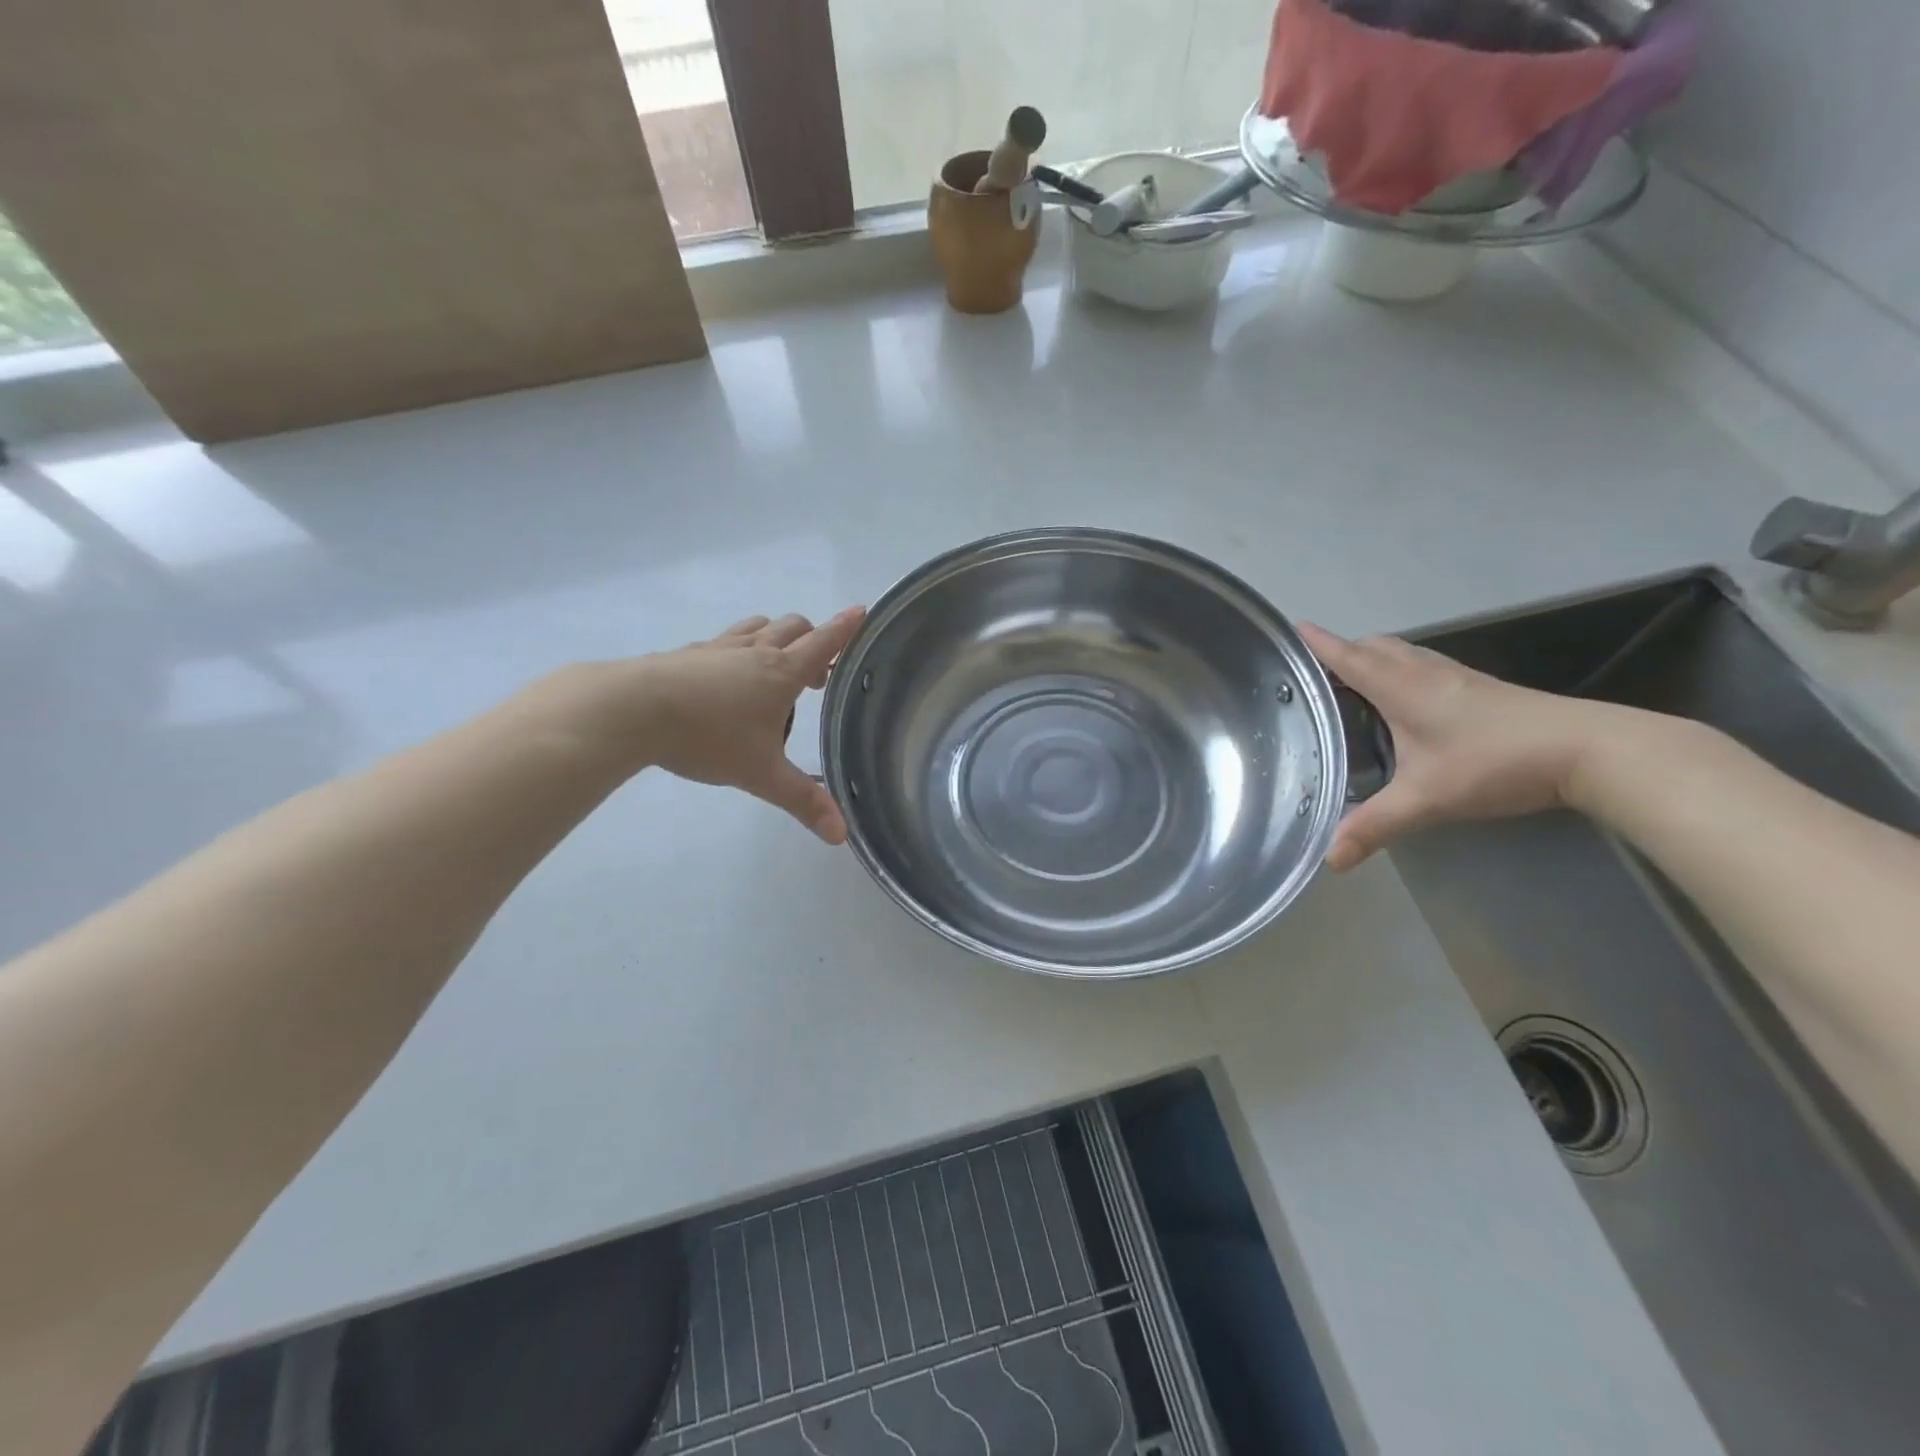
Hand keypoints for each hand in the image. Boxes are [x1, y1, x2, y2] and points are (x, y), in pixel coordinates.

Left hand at [637, 608, 865, 843]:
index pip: (823, 643)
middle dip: (812, 639)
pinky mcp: (686, 654)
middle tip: (816, 673)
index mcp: (780, 673)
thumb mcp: (761, 775)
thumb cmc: (707, 737)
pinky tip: (724, 675)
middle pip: (792, 627)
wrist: (631, 710)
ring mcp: (717, 649)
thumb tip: (841, 836)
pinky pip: (721, 642)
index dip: (845, 628)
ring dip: (774, 637)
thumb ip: (802, 801)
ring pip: (756, 627)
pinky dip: (736, 650)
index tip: (861, 611)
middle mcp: (753, 652)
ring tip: (774, 666)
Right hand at [1299, 622, 1619, 869]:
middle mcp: (1424, 672)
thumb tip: (1331, 859)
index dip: (1318, 644)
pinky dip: (1399, 670)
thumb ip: (1376, 826)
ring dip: (1372, 658)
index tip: (1291, 628)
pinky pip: (1423, 666)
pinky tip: (1403, 701)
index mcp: (1401, 687)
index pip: (1348, 657)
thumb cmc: (1495, 762)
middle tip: (1315, 675)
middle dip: (1341, 651)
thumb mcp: (1427, 799)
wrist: (1588, 750)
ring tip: (1351, 684)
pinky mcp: (1479, 687)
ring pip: (1402, 653)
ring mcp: (1456, 677)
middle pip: (1374, 647)